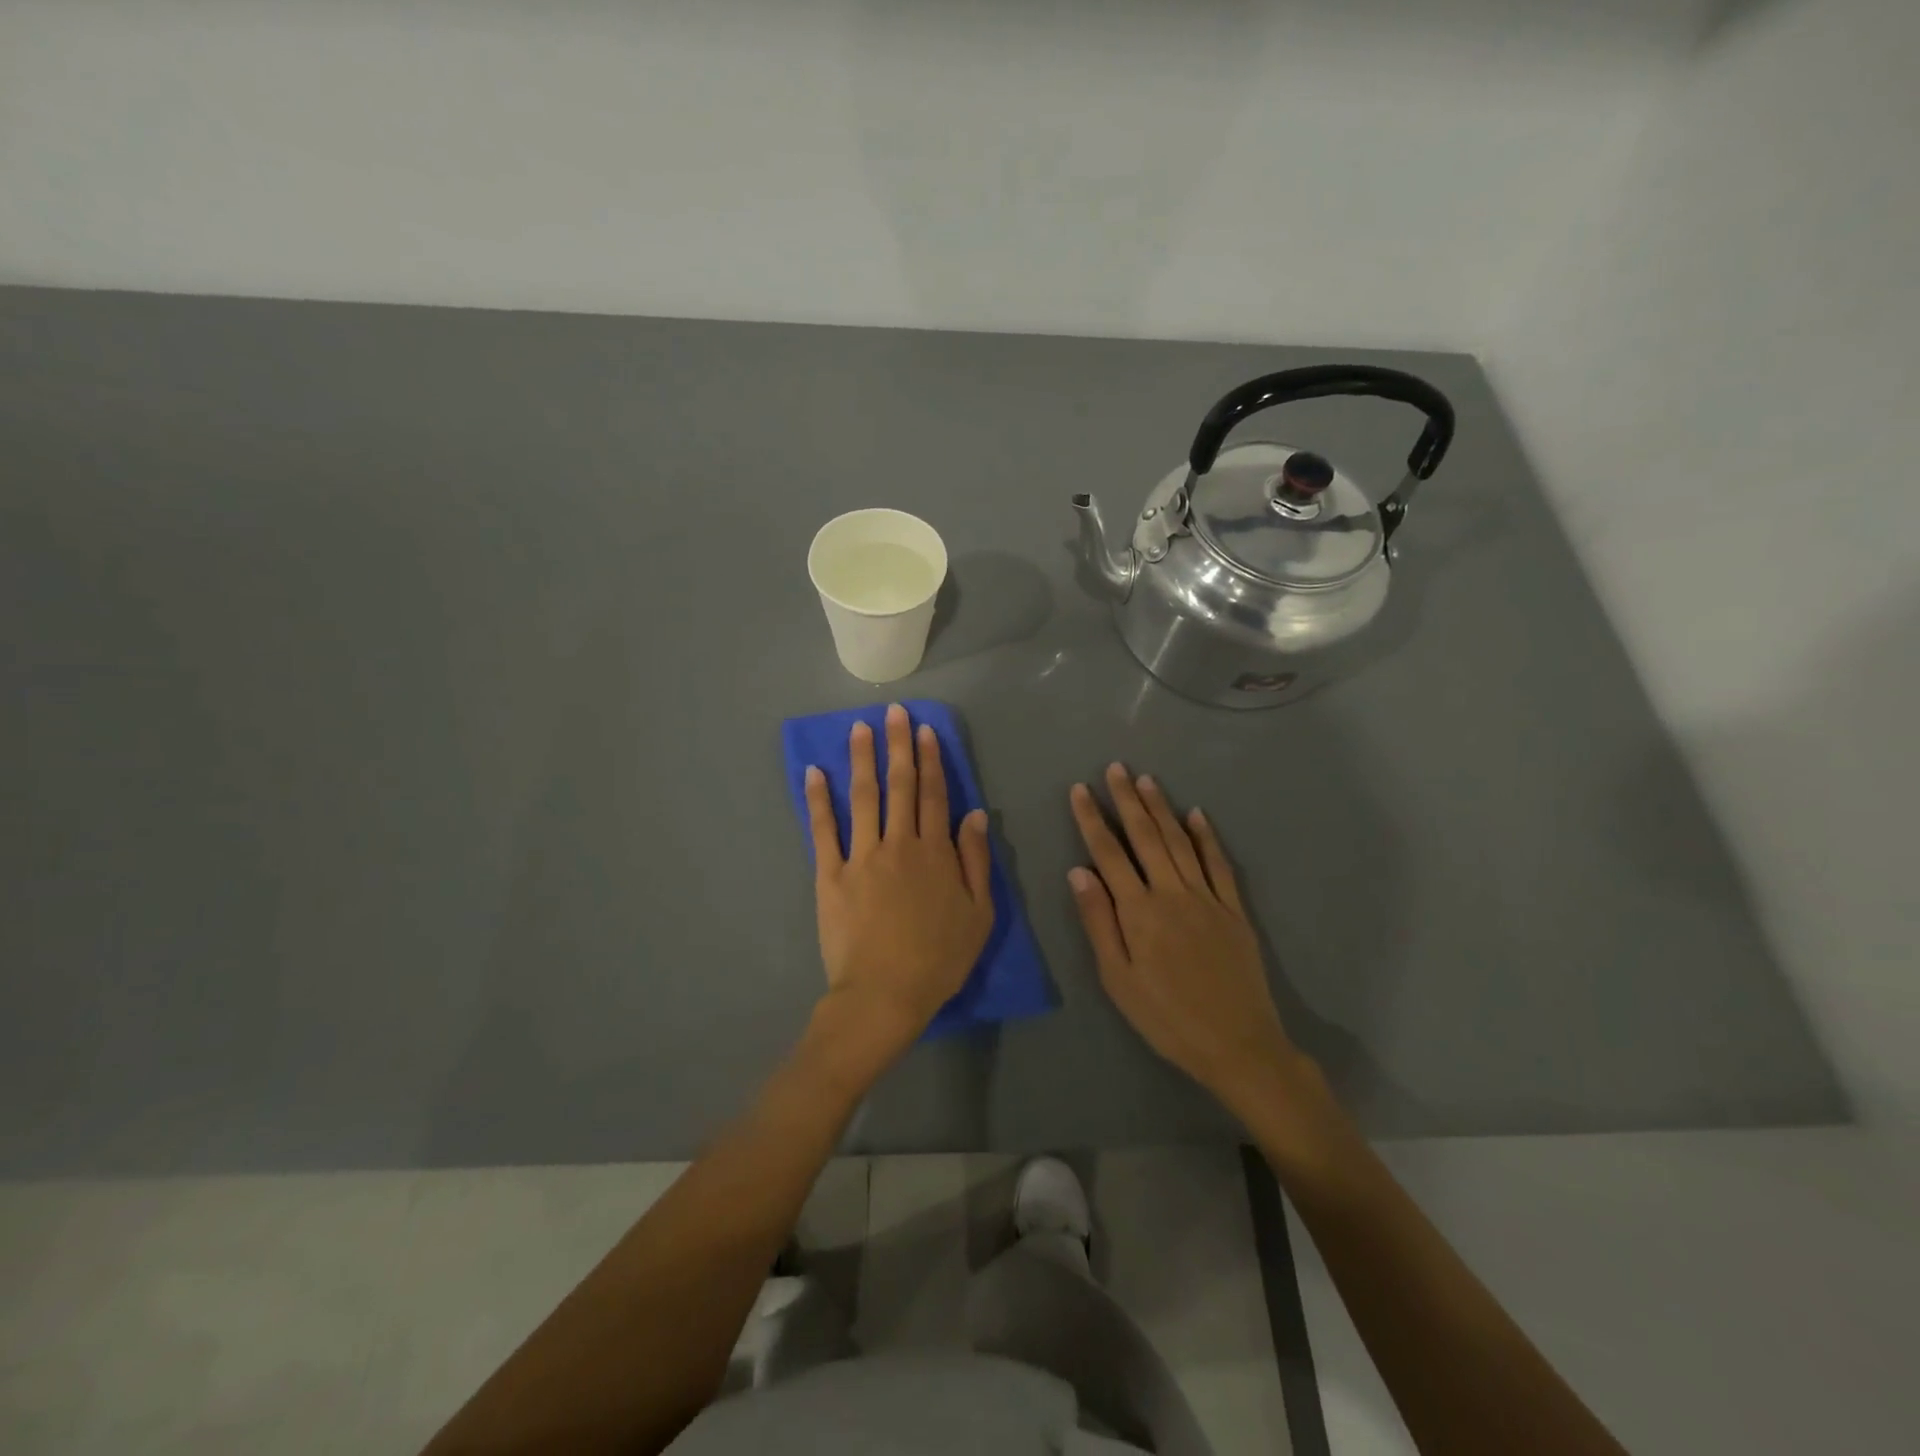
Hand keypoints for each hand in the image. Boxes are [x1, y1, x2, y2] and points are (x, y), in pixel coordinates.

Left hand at [805, 704, 994, 1056]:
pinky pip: (823, 829)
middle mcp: (898, 843)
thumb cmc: (938, 958)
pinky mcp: (830, 874)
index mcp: (935, 852)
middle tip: (894, 711)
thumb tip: (975, 814)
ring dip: (862, 759)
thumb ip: (976, 861)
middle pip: (900, 785)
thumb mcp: (978, 914)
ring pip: (863, 796)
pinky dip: (818, 799)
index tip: (925, 730)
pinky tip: (814, 772)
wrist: (885, 993)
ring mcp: (861, 856)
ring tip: (859, 728)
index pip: (934, 794)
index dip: (931, 760)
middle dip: (898, 745)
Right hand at [1067, 764, 1300, 1108]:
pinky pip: (1219, 864)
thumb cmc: (1166, 1017)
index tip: (1080, 790)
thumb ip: (1099, 922)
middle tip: (1116, 768)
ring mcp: (1208, 898)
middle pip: (1146, 837)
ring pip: (1180, 842)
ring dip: (1162, 808)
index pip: (1109, 854)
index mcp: (1139, 911)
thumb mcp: (1118, 979)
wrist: (1237, 1044)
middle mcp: (1172, 893)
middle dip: (1127, 800)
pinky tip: (1198, 815)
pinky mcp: (1234, 909)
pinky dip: (1207, 837)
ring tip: (1147, 780)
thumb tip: (1079, 872)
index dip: (1092, 820)